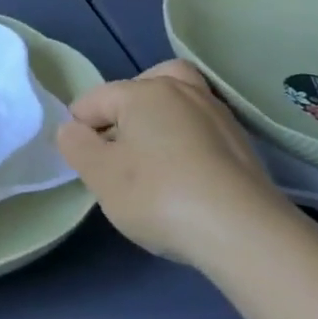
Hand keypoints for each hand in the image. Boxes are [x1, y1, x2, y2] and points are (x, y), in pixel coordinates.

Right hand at [56, 60, 297, 267]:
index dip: (79, 130)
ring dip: (161, 123)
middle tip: (119, 147)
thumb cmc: (159, 196)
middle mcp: (183, 91)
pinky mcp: (243, 145)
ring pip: (178, 103)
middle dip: (125, 111)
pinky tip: (186, 177)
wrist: (244, 233)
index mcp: (144, 91)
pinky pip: (202, 130)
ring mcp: (218, 115)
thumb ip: (76, 146)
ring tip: (153, 162)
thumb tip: (72, 129)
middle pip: (143, 86)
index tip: (84, 164)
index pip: (94, 99)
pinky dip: (188, 143)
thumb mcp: (100, 176)